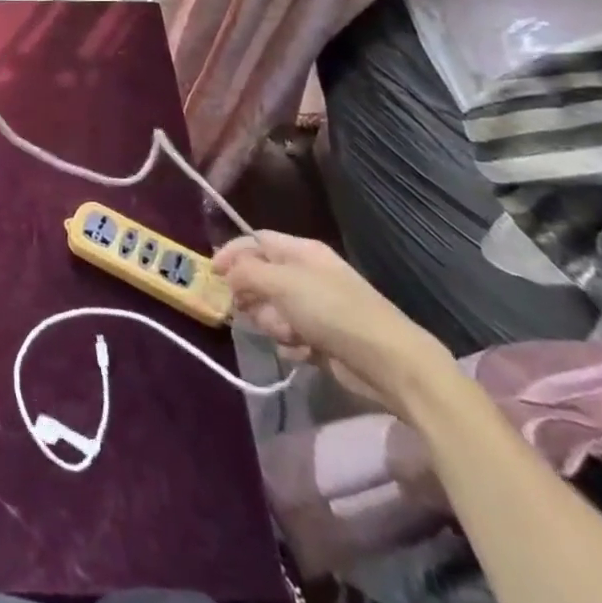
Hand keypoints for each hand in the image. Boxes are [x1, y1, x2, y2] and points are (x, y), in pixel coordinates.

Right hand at [214, 231, 458, 416]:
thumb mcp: (282, 283)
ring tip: (288, 334)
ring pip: (272, 309)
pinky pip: (289, 336)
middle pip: (261, 277)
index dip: (233, 252)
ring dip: (272, 323)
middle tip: (248, 309)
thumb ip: (247, 273)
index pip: (256, 240)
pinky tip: (302, 352)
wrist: (388, 362)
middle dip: (252, 295)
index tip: (213, 273)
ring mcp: (316, 308)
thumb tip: (227, 272)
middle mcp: (307, 275)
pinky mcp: (322, 338)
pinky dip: (291, 344)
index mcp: (301, 251)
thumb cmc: (332, 311)